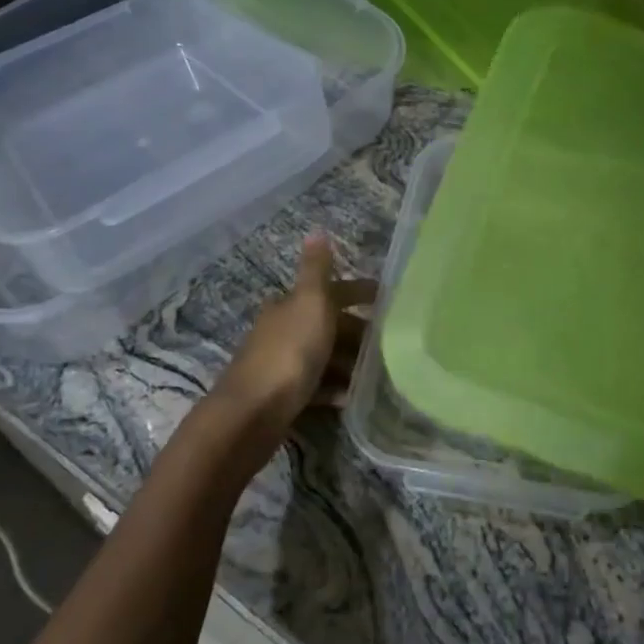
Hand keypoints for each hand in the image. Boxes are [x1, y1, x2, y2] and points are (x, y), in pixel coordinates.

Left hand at [212, 234, 374, 431]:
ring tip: (379, 373)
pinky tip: (352, 398)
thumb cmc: (289, 352)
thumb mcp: (309, 302)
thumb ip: (316, 269)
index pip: (331, 291)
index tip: (389, 300)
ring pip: (324, 356)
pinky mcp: (282, 397)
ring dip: (349, 362)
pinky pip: (317, 387)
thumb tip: (316, 230)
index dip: (359, 292)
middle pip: (328, 325)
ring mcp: (281, 365)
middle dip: (358, 332)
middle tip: (392, 343)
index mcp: (290, 304)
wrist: (252, 414)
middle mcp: (283, 329)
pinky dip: (335, 389)